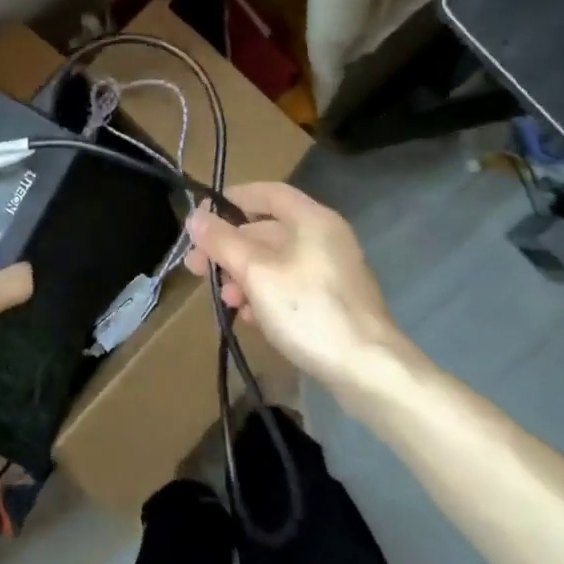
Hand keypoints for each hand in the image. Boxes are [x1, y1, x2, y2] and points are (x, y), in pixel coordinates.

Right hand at [184, 182, 403, 389]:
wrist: (368, 371)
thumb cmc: (308, 310)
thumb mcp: (255, 272)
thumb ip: (222, 241)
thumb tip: (195, 216)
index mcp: (312, 219)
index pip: (267, 193)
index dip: (233, 199)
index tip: (203, 217)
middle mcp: (325, 237)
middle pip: (267, 230)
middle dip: (230, 248)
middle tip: (197, 268)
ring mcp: (332, 271)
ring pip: (276, 261)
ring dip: (244, 276)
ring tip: (226, 301)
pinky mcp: (334, 302)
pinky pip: (291, 286)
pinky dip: (266, 295)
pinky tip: (250, 318)